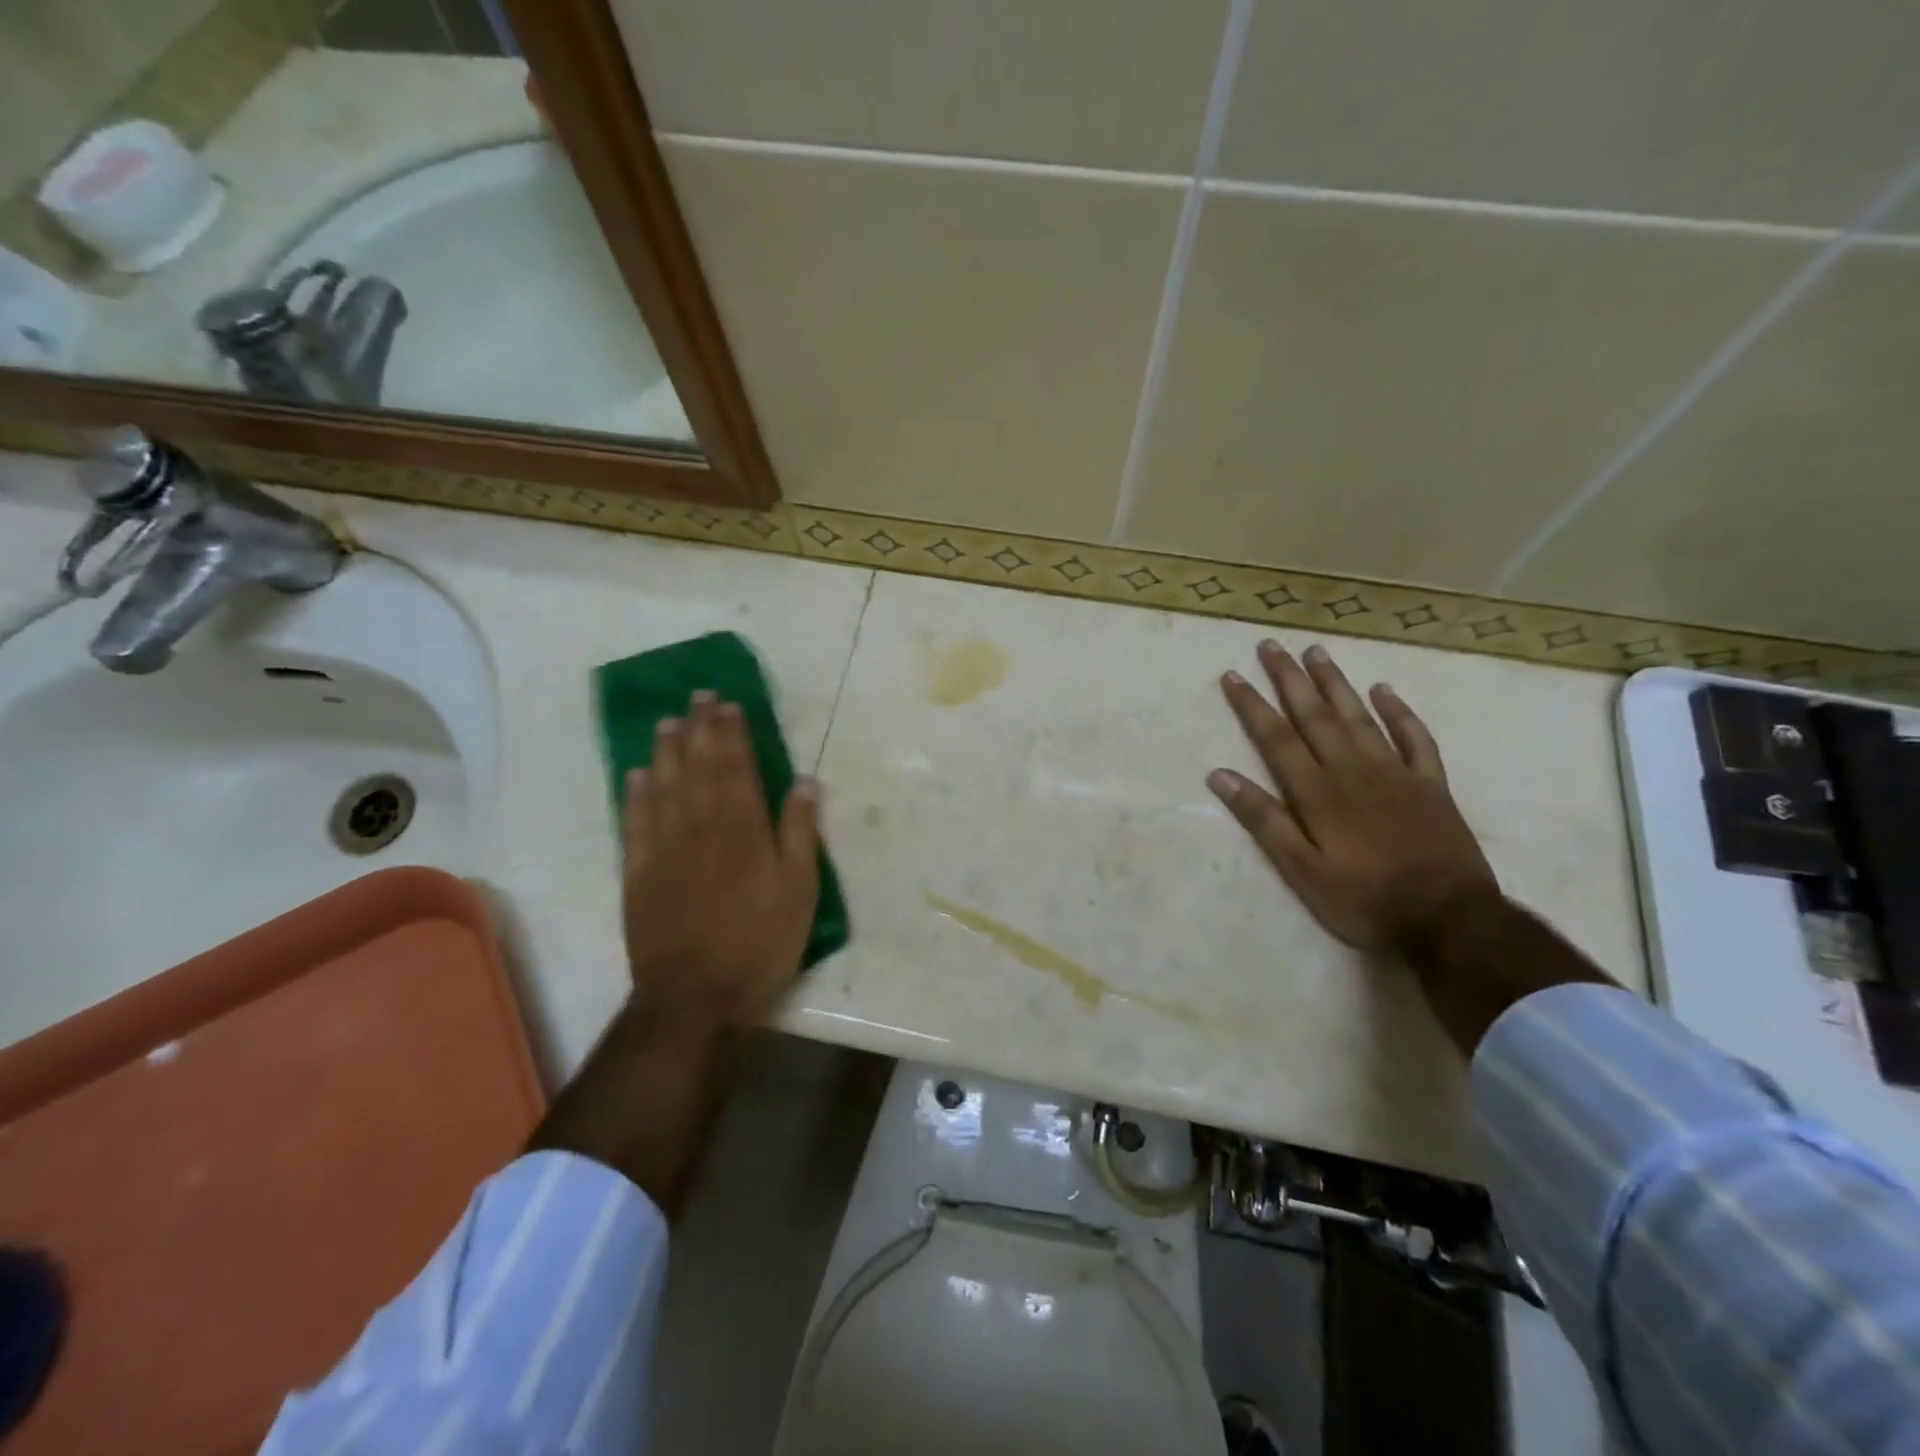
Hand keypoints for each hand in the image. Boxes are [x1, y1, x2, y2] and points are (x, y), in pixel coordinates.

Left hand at [621, 691, 819, 1033]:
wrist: (696, 996)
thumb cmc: (759, 942)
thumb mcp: (799, 890)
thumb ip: (799, 832)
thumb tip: (804, 782)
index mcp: (742, 829)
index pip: (735, 767)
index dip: (731, 733)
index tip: (728, 704)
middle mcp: (699, 827)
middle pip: (697, 767)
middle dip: (699, 729)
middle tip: (697, 697)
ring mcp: (664, 849)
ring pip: (663, 787)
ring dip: (666, 751)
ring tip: (667, 723)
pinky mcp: (639, 874)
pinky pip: (634, 823)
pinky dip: (635, 795)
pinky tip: (636, 775)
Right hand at [1208, 641, 1498, 955]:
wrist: (1450, 920)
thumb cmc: (1365, 900)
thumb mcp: (1301, 870)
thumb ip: (1263, 820)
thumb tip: (1220, 776)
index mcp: (1317, 791)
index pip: (1275, 737)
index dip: (1252, 705)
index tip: (1233, 675)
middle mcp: (1352, 769)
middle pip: (1314, 714)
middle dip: (1288, 679)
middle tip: (1271, 645)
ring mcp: (1395, 772)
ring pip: (1359, 715)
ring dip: (1335, 682)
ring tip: (1316, 652)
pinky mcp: (1430, 784)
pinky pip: (1414, 737)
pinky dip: (1399, 711)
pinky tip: (1385, 690)